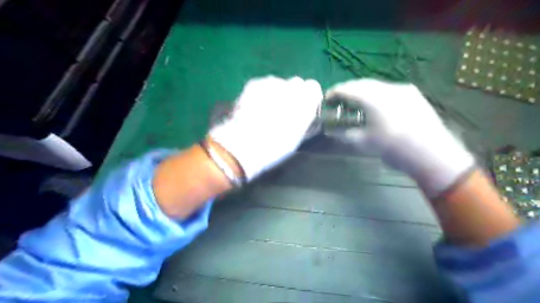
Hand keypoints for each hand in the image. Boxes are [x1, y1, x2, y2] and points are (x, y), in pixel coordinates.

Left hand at [209, 75, 318, 179]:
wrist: (245, 143)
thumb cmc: (275, 145)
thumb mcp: (297, 135)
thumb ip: (304, 117)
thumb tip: (305, 110)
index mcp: (306, 101)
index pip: (313, 87)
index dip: (308, 97)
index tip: (303, 107)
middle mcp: (291, 86)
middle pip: (296, 83)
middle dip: (292, 94)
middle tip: (283, 111)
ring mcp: (271, 82)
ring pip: (278, 84)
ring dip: (275, 93)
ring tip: (265, 111)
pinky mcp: (254, 83)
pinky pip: (263, 85)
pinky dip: (261, 94)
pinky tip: (254, 108)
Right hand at [324, 78, 472, 196]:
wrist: (432, 154)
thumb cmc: (393, 148)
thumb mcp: (364, 143)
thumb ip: (344, 134)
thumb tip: (331, 130)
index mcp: (372, 98)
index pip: (347, 89)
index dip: (334, 93)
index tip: (326, 99)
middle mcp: (387, 88)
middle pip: (361, 84)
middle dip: (347, 90)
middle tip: (339, 100)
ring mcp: (402, 89)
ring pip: (376, 85)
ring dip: (362, 91)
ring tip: (356, 102)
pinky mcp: (413, 94)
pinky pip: (388, 89)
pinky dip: (376, 94)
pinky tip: (376, 105)